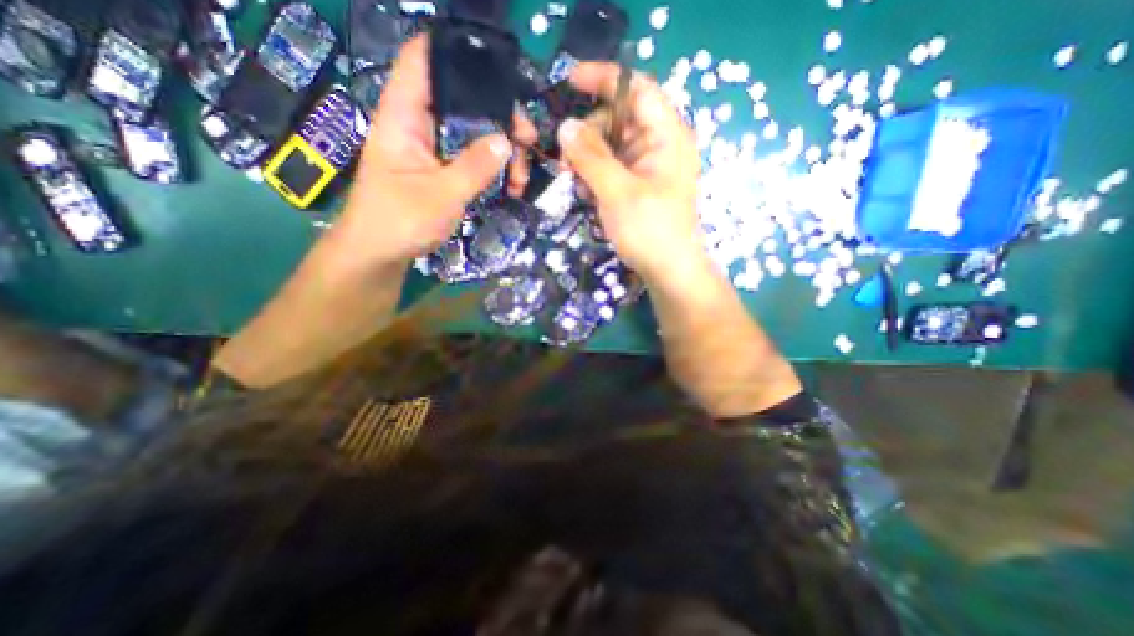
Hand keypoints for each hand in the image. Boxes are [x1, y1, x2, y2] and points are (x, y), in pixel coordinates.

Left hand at [333, 35, 536, 271]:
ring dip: (502, 150)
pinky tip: (510, 186)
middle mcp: (418, 126)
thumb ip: (474, 167)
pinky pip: (472, 160)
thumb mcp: (441, 194)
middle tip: (527, 138)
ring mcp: (432, 151)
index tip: (500, 71)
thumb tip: (506, 141)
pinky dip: (493, 169)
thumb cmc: (399, 222)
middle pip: (462, 101)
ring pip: (472, 135)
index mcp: (404, 117)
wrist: (380, 255)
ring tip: (521, 176)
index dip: (455, 52)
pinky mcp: (441, 172)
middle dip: (499, 116)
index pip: (423, 61)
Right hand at [556, 65, 705, 283]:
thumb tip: (565, 126)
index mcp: (666, 135)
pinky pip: (612, 167)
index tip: (568, 82)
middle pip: (618, 118)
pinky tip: (586, 193)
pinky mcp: (638, 185)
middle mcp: (659, 144)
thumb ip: (591, 157)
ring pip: (611, 145)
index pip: (635, 88)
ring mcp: (648, 166)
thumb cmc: (650, 230)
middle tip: (564, 156)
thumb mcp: (617, 191)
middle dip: (588, 132)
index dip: (603, 79)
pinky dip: (596, 174)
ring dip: (588, 157)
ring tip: (573, 179)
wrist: (668, 270)